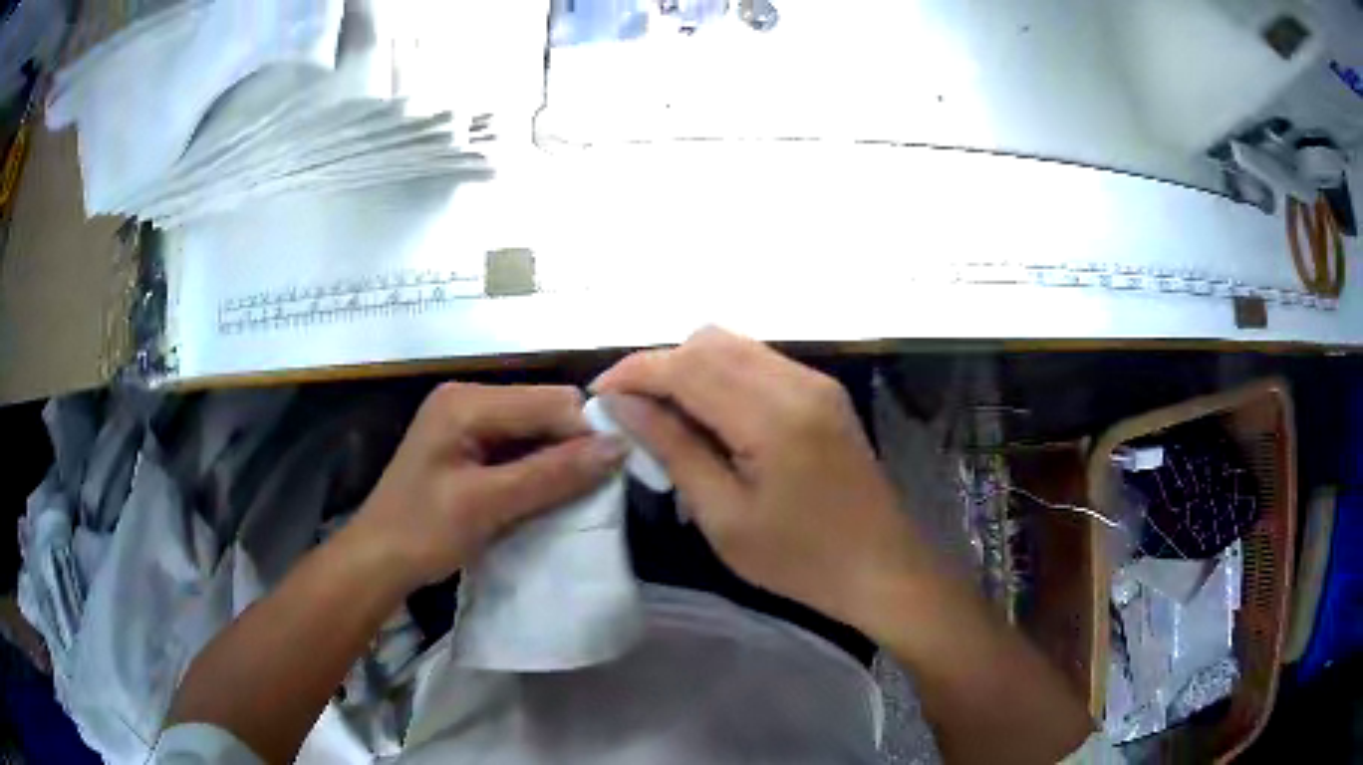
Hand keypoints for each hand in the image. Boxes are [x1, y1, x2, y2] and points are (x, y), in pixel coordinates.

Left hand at [350, 383, 627, 589]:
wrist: (377, 560)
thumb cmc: (422, 532)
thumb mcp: (487, 505)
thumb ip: (551, 474)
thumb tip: (618, 449)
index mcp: (466, 401)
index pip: (550, 401)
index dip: (584, 435)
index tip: (610, 478)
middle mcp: (469, 398)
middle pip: (544, 409)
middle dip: (571, 447)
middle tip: (588, 492)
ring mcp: (467, 420)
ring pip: (536, 429)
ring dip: (556, 461)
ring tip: (569, 497)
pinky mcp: (469, 443)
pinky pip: (519, 446)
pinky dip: (537, 469)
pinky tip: (543, 495)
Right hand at [594, 327, 926, 632]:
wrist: (882, 568)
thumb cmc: (800, 560)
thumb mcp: (724, 516)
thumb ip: (673, 449)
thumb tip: (621, 406)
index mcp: (772, 415)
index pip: (685, 365)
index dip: (634, 372)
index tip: (598, 397)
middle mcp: (797, 381)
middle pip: (709, 340)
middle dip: (659, 365)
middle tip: (629, 410)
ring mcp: (816, 382)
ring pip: (734, 345)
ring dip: (690, 367)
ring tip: (664, 414)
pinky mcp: (824, 392)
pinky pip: (759, 362)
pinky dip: (722, 375)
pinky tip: (709, 416)